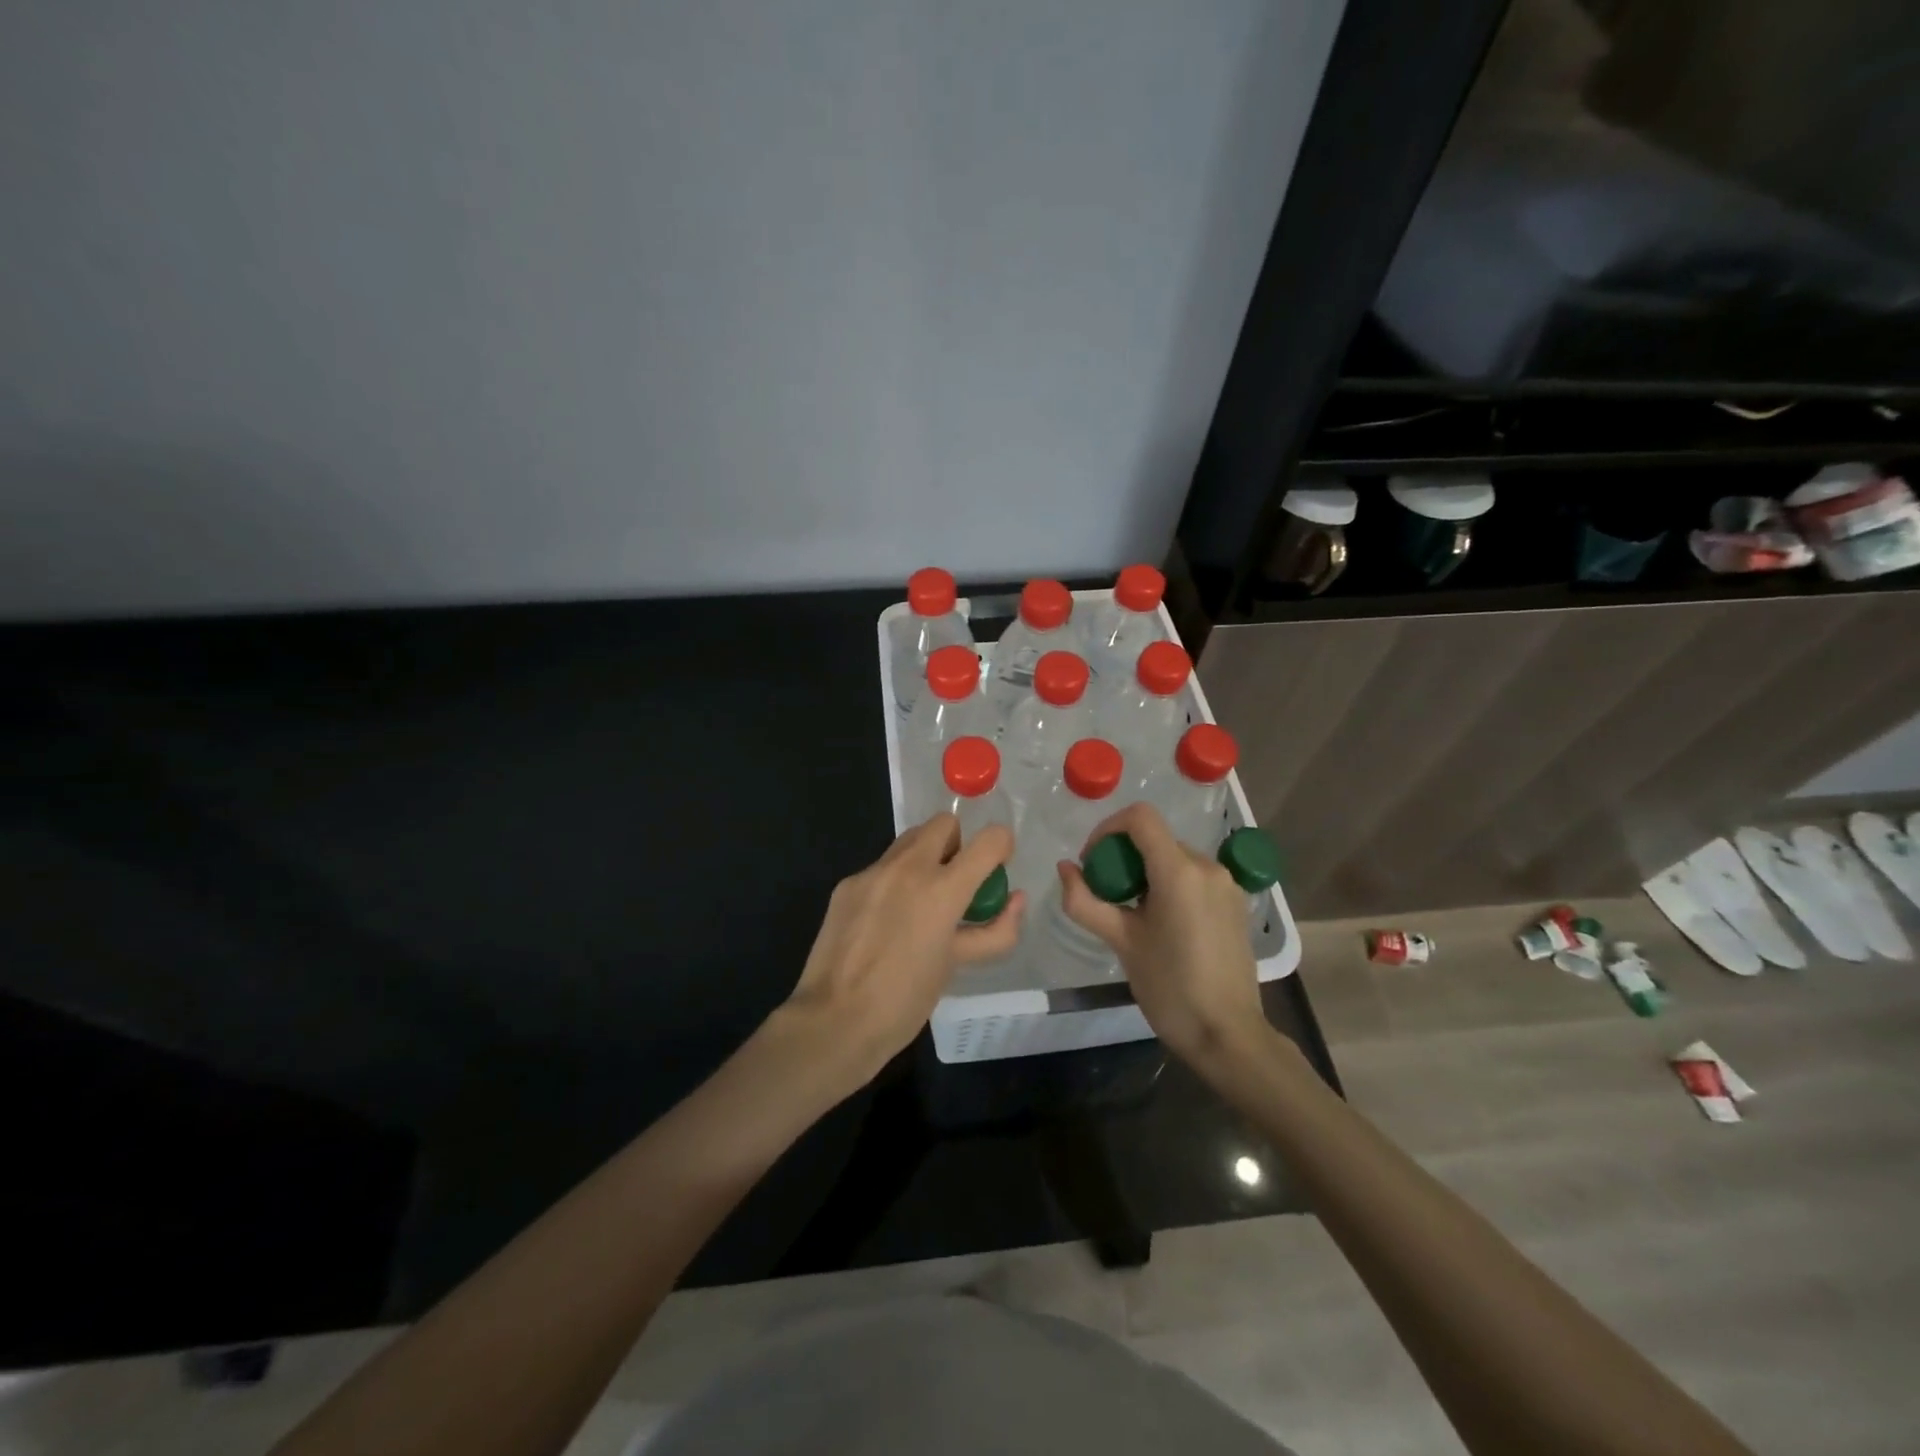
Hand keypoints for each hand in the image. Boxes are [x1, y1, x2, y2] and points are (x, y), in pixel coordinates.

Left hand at [782, 816, 1023, 1088]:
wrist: (835, 1021)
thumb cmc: (905, 1000)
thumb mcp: (958, 964)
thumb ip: (993, 930)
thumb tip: (1015, 900)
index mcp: (942, 889)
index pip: (989, 840)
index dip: (1002, 846)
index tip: (997, 867)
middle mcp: (907, 867)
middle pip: (944, 823)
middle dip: (958, 845)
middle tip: (957, 884)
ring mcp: (872, 872)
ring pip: (909, 840)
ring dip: (926, 858)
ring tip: (921, 903)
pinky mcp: (846, 885)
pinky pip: (881, 868)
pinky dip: (894, 882)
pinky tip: (886, 921)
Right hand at [1057, 802, 1265, 1071]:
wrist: (1228, 1035)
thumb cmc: (1170, 987)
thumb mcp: (1121, 942)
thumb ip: (1085, 901)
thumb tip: (1065, 868)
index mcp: (1180, 871)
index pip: (1140, 817)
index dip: (1107, 828)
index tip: (1092, 862)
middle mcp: (1208, 867)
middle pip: (1156, 839)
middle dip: (1123, 856)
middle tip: (1106, 895)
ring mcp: (1226, 885)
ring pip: (1174, 858)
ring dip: (1146, 872)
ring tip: (1132, 913)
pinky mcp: (1235, 903)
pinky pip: (1194, 877)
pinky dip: (1170, 885)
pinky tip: (1162, 924)